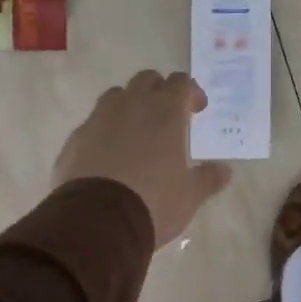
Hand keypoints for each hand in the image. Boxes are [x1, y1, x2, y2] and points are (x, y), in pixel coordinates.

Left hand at [53, 71, 231, 247]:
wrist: (96, 222)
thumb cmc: (153, 202)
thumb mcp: (190, 195)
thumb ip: (209, 178)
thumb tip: (225, 170)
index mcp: (165, 112)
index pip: (181, 82)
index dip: (191, 92)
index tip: (196, 110)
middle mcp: (132, 105)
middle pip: (147, 80)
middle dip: (159, 91)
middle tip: (167, 115)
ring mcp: (99, 119)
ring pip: (116, 96)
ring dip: (129, 105)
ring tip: (136, 131)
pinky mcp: (75, 139)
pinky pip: (93, 124)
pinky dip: (104, 131)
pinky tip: (108, 155)